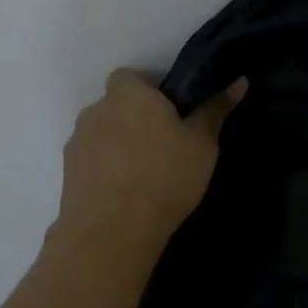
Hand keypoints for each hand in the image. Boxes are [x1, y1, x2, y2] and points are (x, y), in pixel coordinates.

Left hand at [55, 70, 245, 251]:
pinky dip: (107, 169)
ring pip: (104, 134)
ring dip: (120, 145)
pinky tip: (127, 193)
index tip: (173, 115)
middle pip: (118, 105)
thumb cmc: (164, 176)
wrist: (113, 230)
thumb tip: (239, 81)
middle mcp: (96, 109)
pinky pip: (93, 160)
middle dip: (137, 119)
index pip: (134, 77)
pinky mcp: (68, 172)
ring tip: (146, 175)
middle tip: (165, 146)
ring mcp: (78, 141)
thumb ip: (215, 109)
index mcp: (129, 93)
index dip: (152, 92)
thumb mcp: (202, 143)